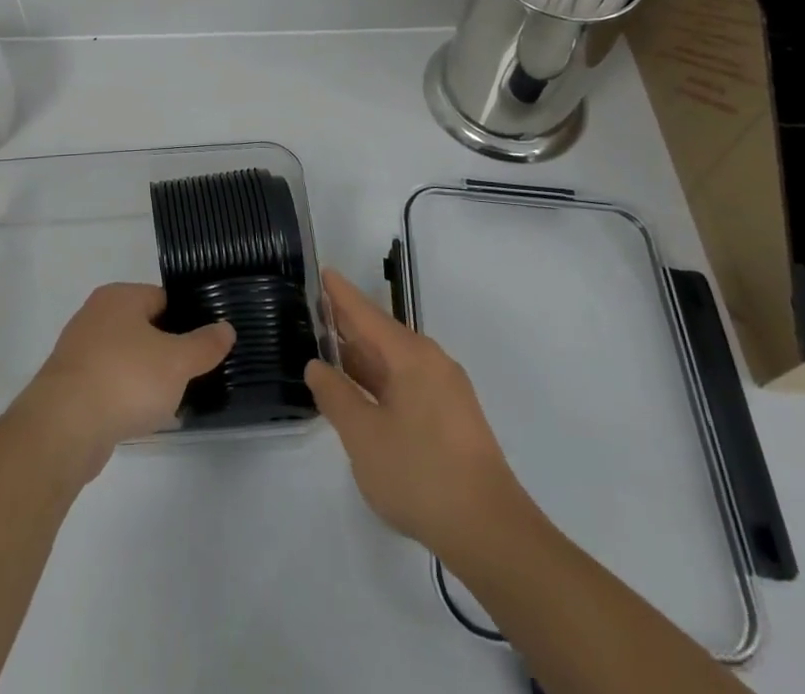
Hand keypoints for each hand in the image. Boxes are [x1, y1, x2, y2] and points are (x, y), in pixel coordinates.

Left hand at [13, 283, 234, 480]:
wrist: (64, 427)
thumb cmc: (125, 379)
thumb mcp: (177, 361)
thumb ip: (205, 344)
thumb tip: (226, 328)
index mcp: (119, 296)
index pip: (164, 299)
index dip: (188, 321)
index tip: (206, 347)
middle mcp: (96, 315)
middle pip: (145, 328)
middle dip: (168, 353)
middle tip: (193, 376)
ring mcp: (79, 350)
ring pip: (127, 358)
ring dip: (147, 378)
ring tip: (172, 402)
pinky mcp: (70, 385)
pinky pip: (109, 384)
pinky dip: (126, 397)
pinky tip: (142, 419)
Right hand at [305, 268, 530, 561]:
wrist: (491, 534)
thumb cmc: (421, 475)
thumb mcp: (363, 436)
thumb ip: (336, 396)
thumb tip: (317, 365)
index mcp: (411, 356)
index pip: (366, 313)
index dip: (340, 294)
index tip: (322, 271)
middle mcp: (431, 362)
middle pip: (381, 333)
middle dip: (348, 324)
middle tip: (313, 311)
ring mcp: (445, 390)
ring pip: (394, 361)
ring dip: (362, 356)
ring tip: (327, 349)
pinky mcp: (452, 418)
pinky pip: (406, 382)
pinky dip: (379, 379)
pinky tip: (360, 391)